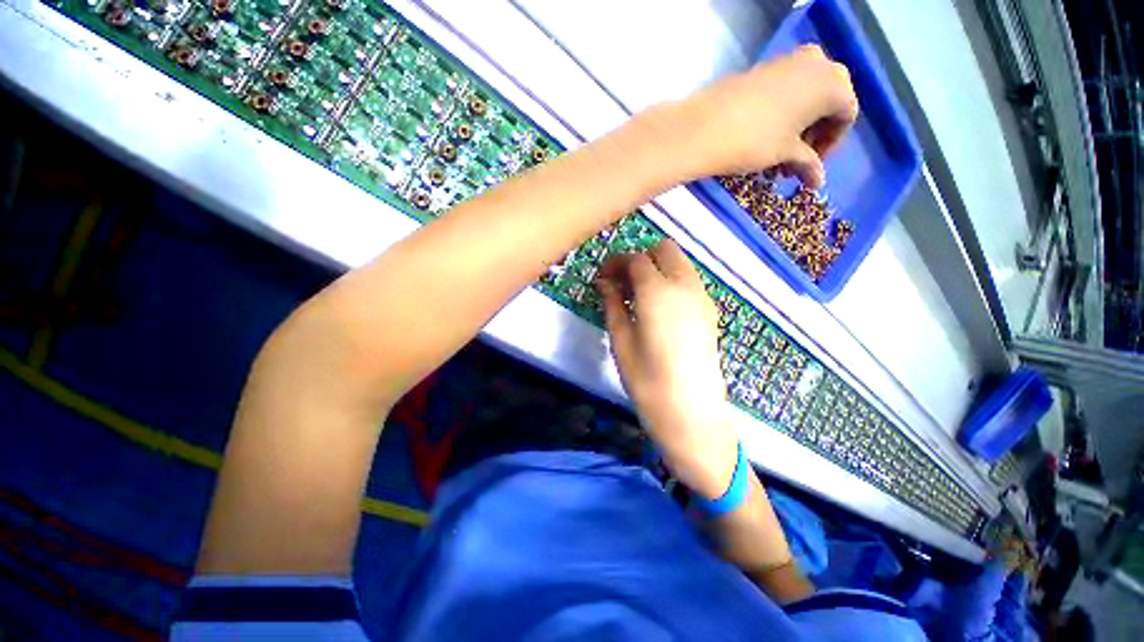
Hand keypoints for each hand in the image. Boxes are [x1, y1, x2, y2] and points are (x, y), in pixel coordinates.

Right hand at [597, 240, 738, 498]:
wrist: (692, 412)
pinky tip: (659, 307)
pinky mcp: (710, 310)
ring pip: (680, 262)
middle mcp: (685, 285)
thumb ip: (613, 303)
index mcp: (658, 291)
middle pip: (664, 249)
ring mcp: (702, 296)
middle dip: (640, 258)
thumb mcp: (620, 340)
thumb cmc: (647, 380)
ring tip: (638, 295)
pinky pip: (689, 280)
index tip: (603, 277)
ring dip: (657, 267)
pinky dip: (672, 280)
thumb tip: (604, 281)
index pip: (635, 258)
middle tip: (622, 283)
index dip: (616, 262)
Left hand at [658, 44, 858, 187]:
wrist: (704, 127)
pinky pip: (783, 91)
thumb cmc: (755, 140)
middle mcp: (817, 63)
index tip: (811, 166)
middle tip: (793, 164)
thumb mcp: (785, 154)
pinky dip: (781, 115)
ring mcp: (787, 61)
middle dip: (812, 137)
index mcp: (834, 83)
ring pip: (803, 97)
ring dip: (795, 129)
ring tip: (776, 158)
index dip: (831, 144)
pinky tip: (764, 139)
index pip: (846, 114)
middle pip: (826, 103)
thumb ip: (808, 164)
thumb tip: (819, 182)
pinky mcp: (762, 67)